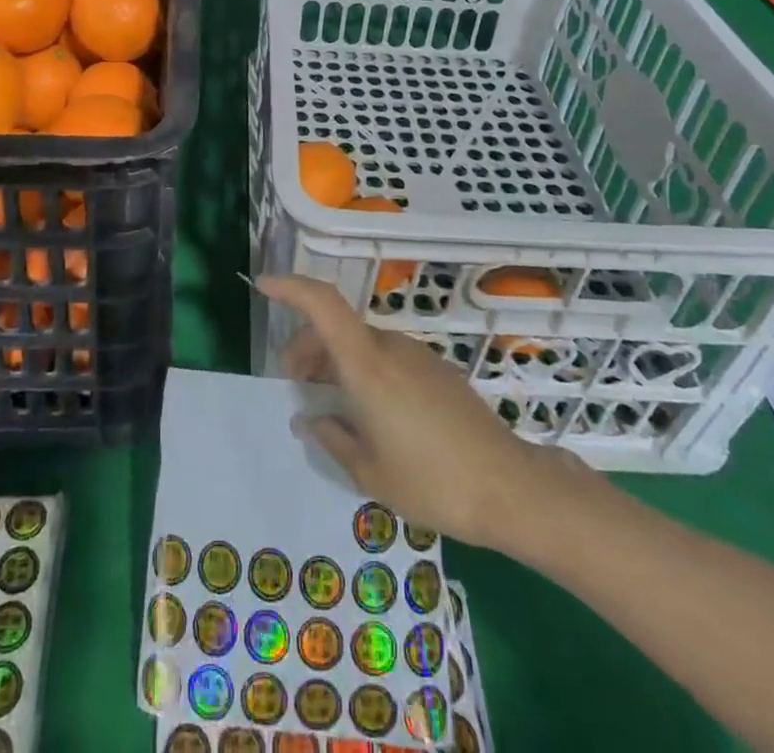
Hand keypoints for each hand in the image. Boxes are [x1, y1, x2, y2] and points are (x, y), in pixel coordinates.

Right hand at [258, 274, 596, 548]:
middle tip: (294, 384)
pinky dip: (365, 370)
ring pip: (363, 344)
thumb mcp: (369, 472)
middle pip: (338, 328)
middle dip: (307, 346)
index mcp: (367, 364)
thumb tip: (308, 417)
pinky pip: (388, 358)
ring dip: (337, 361)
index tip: (263, 285)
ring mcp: (418, 356)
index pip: (322, 304)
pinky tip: (370, 413)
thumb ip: (332, 437)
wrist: (510, 487)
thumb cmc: (431, 481)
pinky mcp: (438, 371)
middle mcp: (391, 347)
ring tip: (331, 405)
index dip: (290, 287)